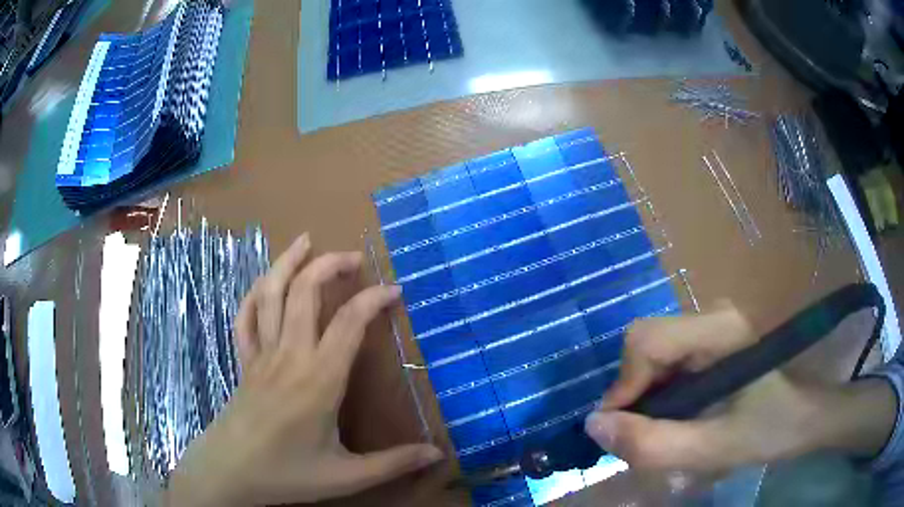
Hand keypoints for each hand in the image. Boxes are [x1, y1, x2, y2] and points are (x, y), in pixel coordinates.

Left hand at [165, 234, 442, 506]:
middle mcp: (288, 356)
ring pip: (271, 293)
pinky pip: (245, 316)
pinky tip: (266, 281)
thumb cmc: (287, 474)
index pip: (348, 323)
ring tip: (307, 241)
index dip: (374, 300)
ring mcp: (261, 354)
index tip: (395, 290)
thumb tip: (438, 454)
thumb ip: (393, 463)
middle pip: (305, 292)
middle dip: (330, 265)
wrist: (230, 472)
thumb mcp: (346, 476)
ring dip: (288, 262)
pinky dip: (255, 292)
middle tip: (355, 258)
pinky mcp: (244, 360)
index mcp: (318, 380)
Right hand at [584, 301, 896, 473]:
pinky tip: (678, 417)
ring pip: (655, 352)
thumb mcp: (714, 449)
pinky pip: (671, 360)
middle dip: (634, 394)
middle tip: (642, 437)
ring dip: (646, 396)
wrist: (809, 415)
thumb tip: (594, 426)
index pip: (646, 340)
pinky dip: (661, 392)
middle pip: (647, 344)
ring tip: (661, 431)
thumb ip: (654, 444)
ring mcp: (715, 325)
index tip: (620, 433)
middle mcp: (713, 315)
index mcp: (720, 330)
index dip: (623, 387)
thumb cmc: (772, 430)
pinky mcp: (716, 340)